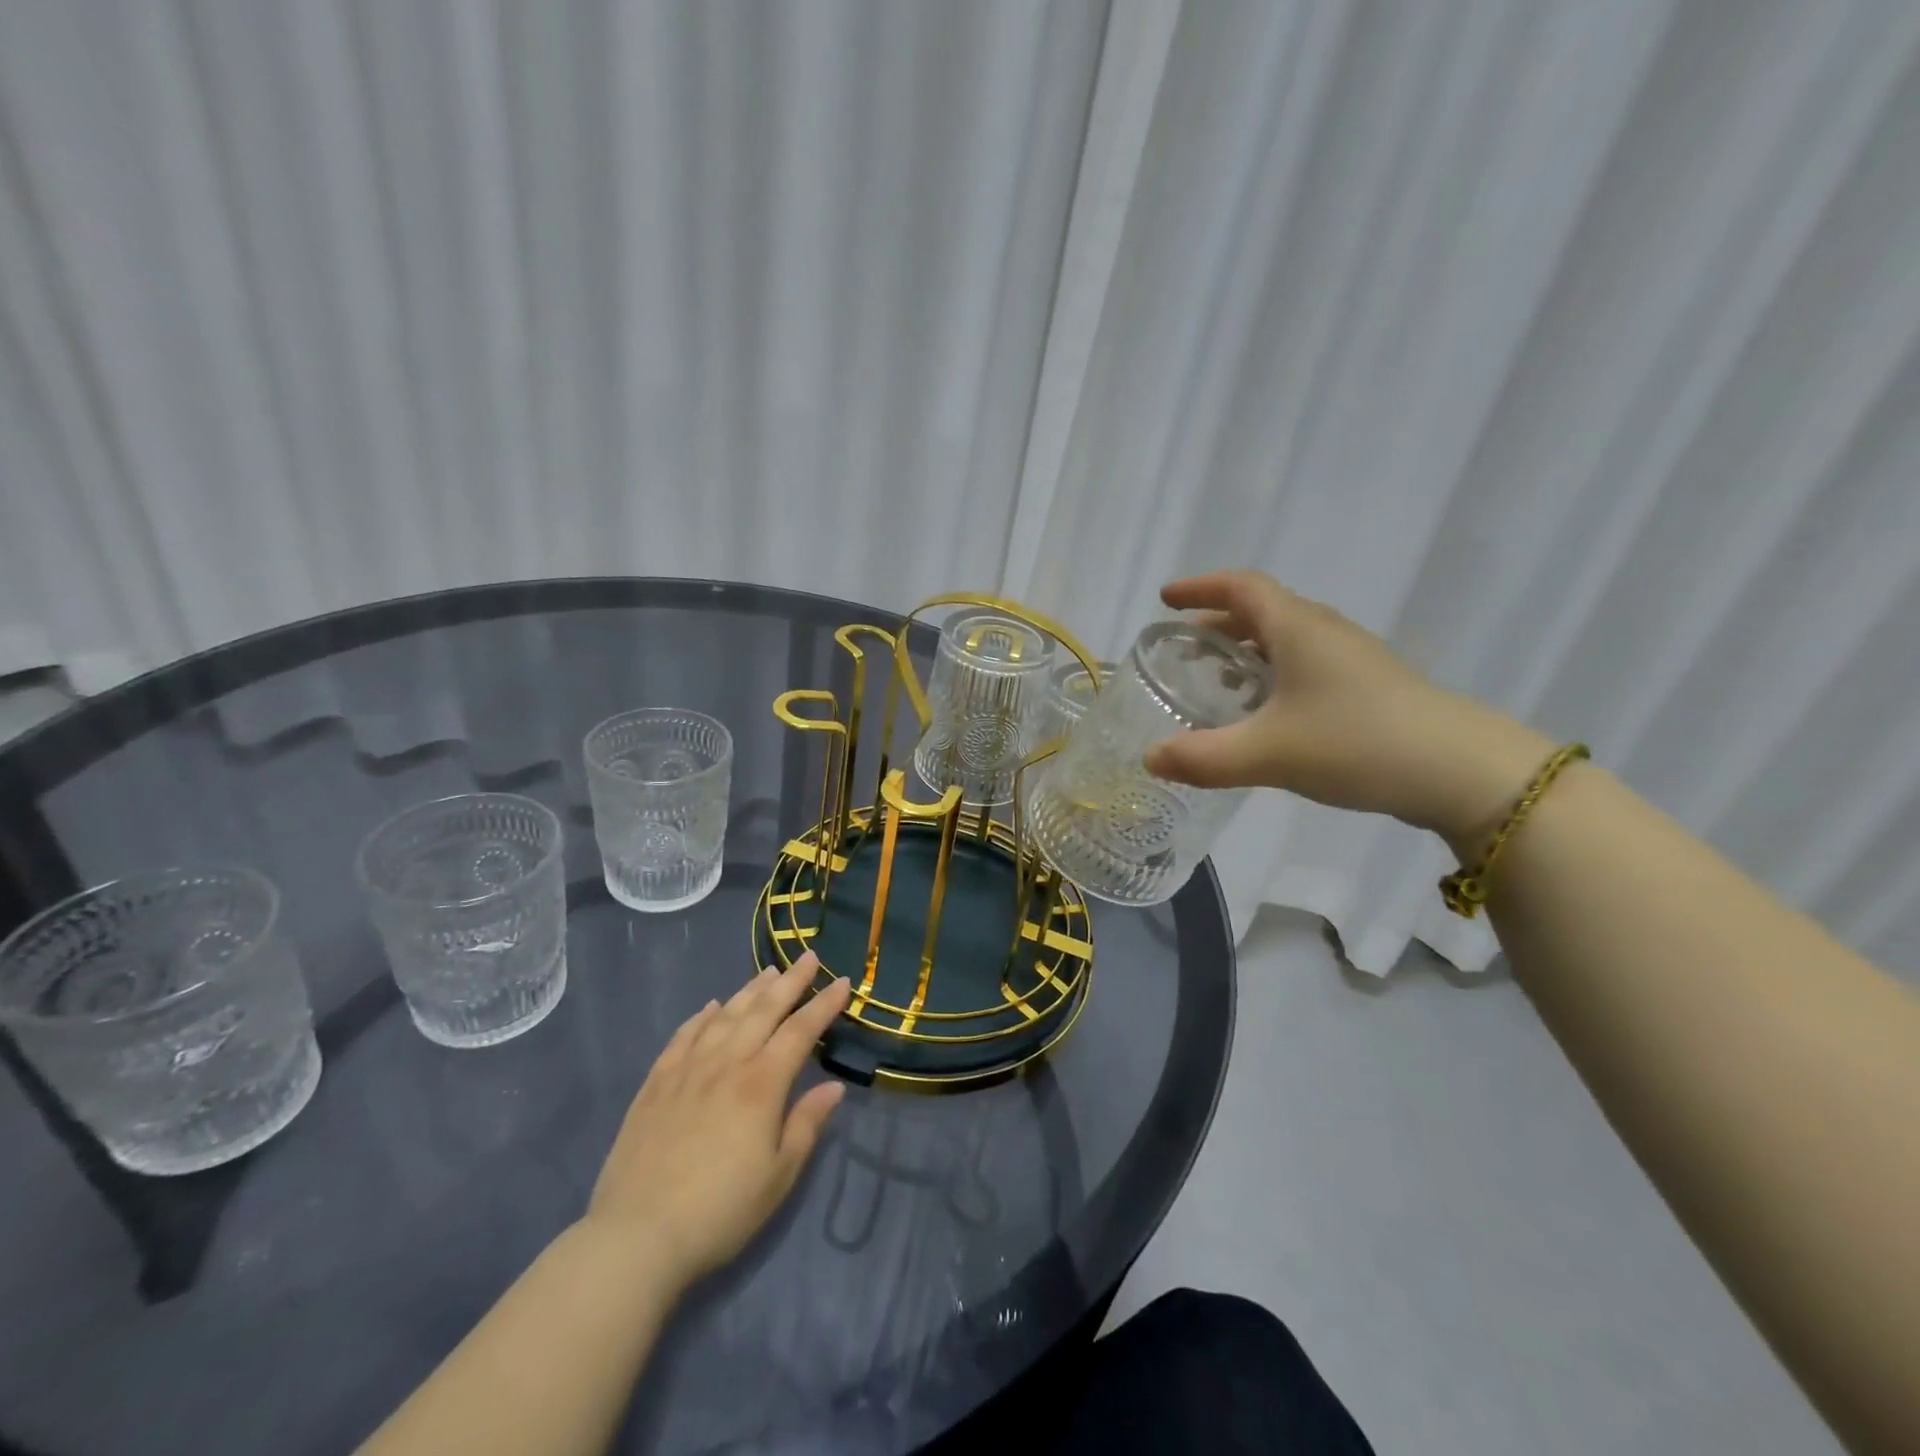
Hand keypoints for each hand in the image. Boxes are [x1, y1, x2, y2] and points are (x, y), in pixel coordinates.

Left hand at [582, 952, 850, 1291]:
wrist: (636, 1237)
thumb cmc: (720, 1211)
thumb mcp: (778, 1177)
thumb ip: (806, 1124)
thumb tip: (834, 1087)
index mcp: (761, 1084)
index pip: (800, 1031)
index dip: (824, 1004)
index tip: (842, 981)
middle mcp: (726, 1064)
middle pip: (764, 1010)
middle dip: (791, 982)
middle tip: (808, 957)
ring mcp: (687, 1070)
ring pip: (725, 1016)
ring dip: (750, 990)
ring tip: (768, 972)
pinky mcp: (655, 1084)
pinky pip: (683, 1036)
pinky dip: (701, 1017)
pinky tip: (711, 1007)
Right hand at [1144, 570, 1552, 844]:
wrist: (1462, 771)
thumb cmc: (1356, 743)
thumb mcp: (1268, 753)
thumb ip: (1203, 758)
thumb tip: (1150, 759)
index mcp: (1297, 628)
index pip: (1241, 587)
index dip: (1200, 588)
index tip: (1166, 599)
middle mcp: (1324, 632)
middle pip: (1262, 610)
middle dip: (1217, 624)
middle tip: (1183, 649)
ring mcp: (1351, 658)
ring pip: (1286, 639)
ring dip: (1246, 650)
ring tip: (1217, 682)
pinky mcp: (1368, 687)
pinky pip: (1305, 665)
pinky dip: (1273, 674)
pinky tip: (1266, 714)